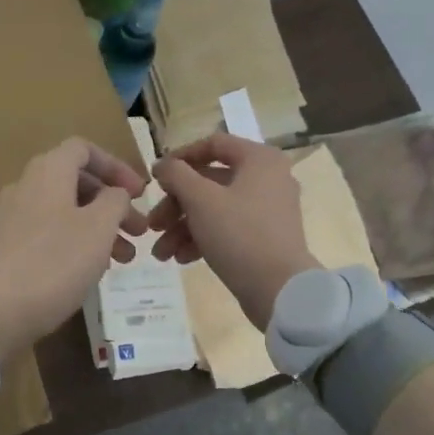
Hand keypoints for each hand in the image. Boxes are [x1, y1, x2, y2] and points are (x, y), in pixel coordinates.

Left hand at [0, 138, 148, 361]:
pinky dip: (76, 243)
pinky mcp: (8, 248)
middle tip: (139, 231)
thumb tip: (114, 194)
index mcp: (48, 171)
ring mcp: (13, 218)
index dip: (116, 166)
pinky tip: (93, 270)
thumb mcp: (99, 227)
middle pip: (77, 182)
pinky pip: (50, 233)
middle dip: (113, 204)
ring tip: (125, 258)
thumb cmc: (55, 262)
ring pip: (66, 211)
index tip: (140, 193)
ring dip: (99, 228)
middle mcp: (26, 186)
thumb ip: (115, 201)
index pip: (84, 150)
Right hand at [148, 133, 319, 329]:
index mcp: (259, 159)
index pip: (213, 144)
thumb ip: (177, 175)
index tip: (156, 177)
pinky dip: (203, 239)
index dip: (180, 157)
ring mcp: (268, 210)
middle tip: (153, 224)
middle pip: (209, 181)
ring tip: (161, 253)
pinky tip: (181, 259)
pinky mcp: (265, 237)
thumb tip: (163, 165)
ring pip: (215, 208)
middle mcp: (267, 178)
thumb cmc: (240, 234)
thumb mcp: (201, 200)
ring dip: (183, 227)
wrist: (280, 291)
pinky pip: (228, 228)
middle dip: (176, 205)